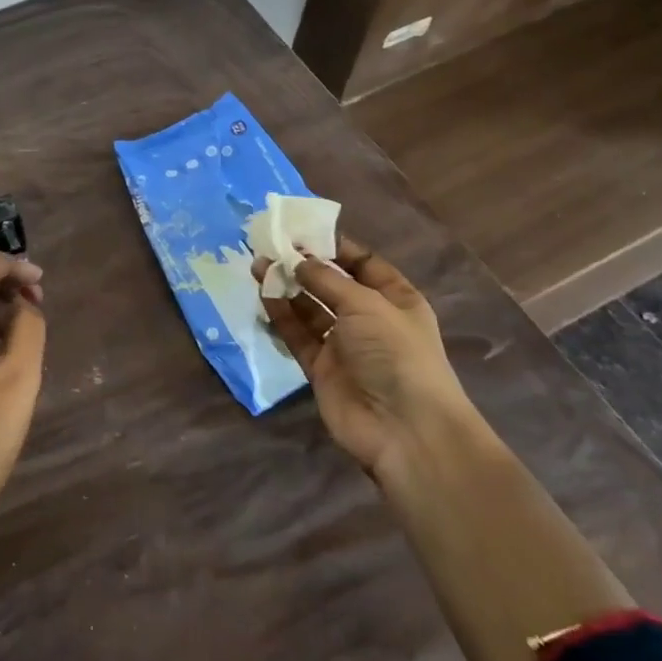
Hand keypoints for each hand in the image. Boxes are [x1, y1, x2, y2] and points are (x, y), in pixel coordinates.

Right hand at [253, 237, 471, 478]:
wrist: (404, 429)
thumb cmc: (396, 354)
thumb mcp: (366, 305)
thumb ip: (327, 280)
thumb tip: (298, 260)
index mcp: (395, 299)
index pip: (363, 263)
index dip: (334, 246)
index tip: (301, 231)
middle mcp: (369, 319)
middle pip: (331, 285)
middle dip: (303, 265)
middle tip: (269, 245)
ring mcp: (344, 345)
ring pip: (309, 308)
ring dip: (286, 287)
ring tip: (258, 265)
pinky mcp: (321, 368)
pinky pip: (297, 335)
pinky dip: (281, 316)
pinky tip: (263, 295)